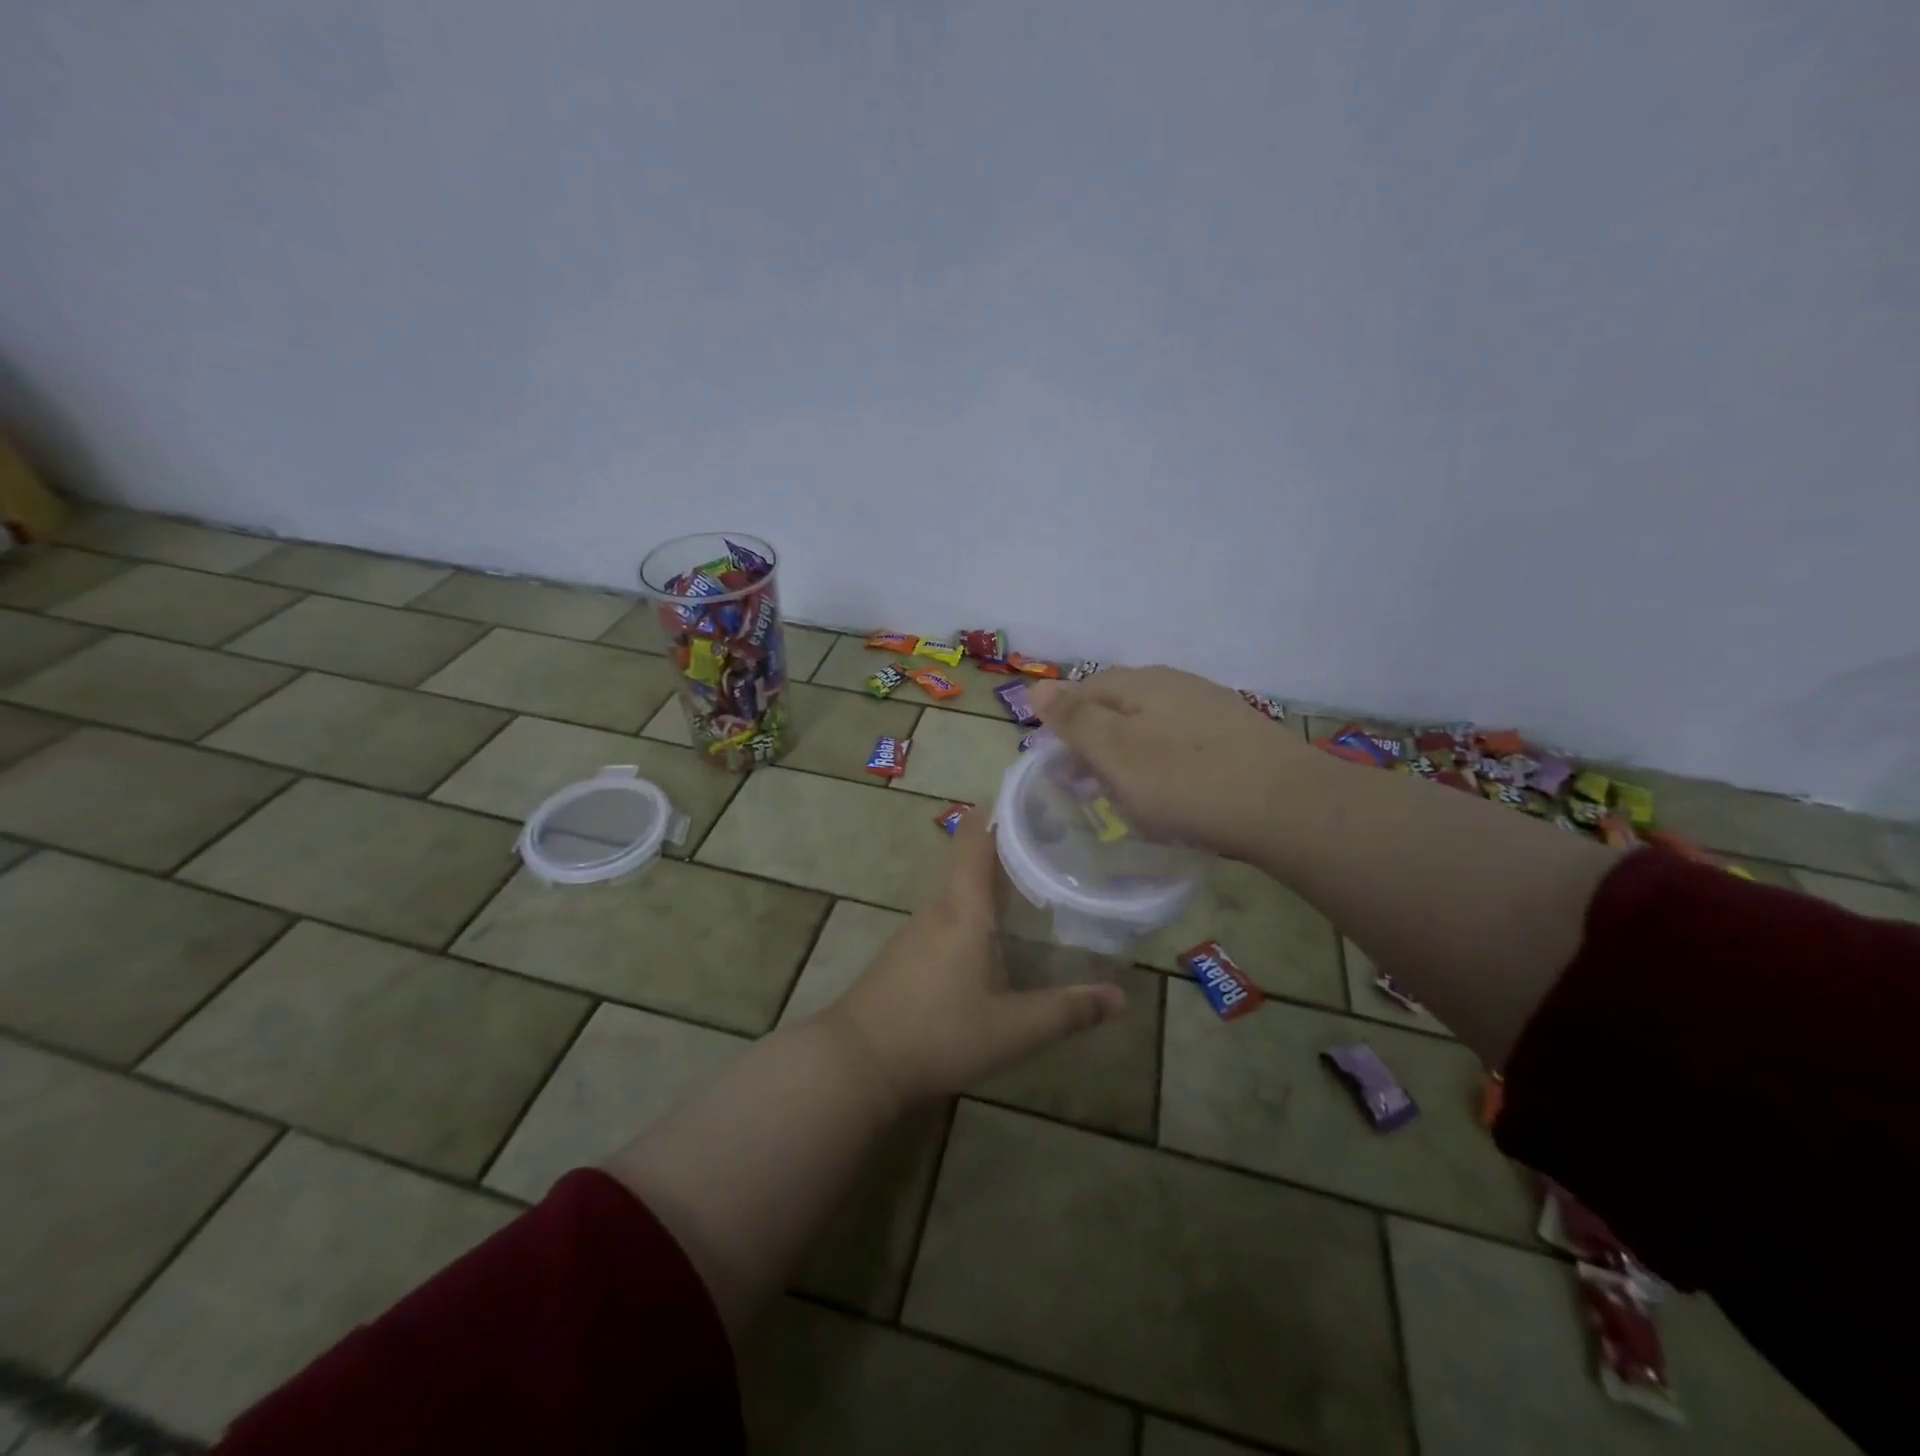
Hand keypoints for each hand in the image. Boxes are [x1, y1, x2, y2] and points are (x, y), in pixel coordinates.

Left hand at [830, 809, 1125, 1105]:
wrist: (858, 1061)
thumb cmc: (937, 1034)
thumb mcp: (1012, 1030)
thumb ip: (1066, 1012)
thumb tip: (1120, 996)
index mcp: (964, 907)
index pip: (978, 837)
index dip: (1002, 808)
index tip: (1037, 793)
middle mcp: (940, 905)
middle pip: (974, 856)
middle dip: (1014, 842)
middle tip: (1060, 837)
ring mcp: (920, 927)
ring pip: (963, 885)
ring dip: (996, 874)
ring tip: (1040, 875)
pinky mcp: (910, 949)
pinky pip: (951, 910)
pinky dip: (979, 902)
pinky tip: (1000, 927)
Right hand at [1029, 666, 1303, 861]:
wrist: (1287, 807)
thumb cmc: (1185, 781)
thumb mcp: (1115, 752)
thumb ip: (1074, 718)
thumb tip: (1036, 684)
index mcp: (1140, 683)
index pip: (1084, 690)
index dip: (1063, 724)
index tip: (1057, 767)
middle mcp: (1175, 683)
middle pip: (1119, 706)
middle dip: (1096, 742)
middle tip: (1086, 786)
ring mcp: (1211, 707)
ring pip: (1152, 726)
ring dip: (1130, 755)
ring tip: (1127, 794)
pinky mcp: (1238, 735)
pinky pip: (1183, 744)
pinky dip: (1165, 765)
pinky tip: (1175, 793)